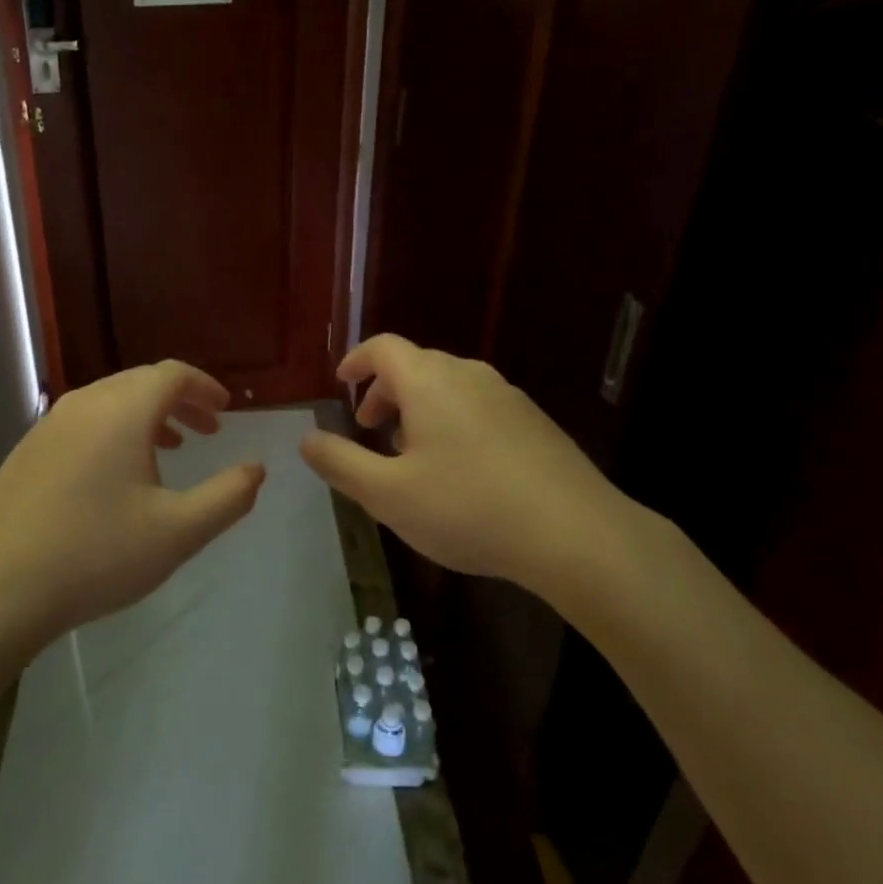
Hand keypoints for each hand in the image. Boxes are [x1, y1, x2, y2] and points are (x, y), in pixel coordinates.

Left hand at [0, 361, 264, 639]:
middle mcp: (84, 403)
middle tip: (207, 429)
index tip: (226, 410)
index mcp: (122, 411)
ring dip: (147, 415)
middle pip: (141, 382)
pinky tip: (116, 474)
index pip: (172, 374)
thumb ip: (227, 497)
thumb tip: (256, 470)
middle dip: (180, 400)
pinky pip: (83, 421)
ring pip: (110, 401)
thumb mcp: (178, 533)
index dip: (204, 386)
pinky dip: (113, 430)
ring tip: (170, 447)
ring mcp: (49, 424)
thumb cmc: (97, 555)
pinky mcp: (28, 450)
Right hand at [299, 335, 656, 607]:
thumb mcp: (388, 495)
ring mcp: (508, 397)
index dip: (357, 360)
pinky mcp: (535, 422)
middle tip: (371, 430)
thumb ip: (341, 463)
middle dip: (385, 391)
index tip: (341, 382)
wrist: (576, 534)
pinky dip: (453, 420)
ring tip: (412, 454)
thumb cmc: (468, 508)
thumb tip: (306, 439)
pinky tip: (460, 470)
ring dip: (420, 408)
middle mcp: (469, 375)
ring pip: (450, 386)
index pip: (384, 348)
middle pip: (416, 365)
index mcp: (430, 382)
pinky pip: (479, 406)